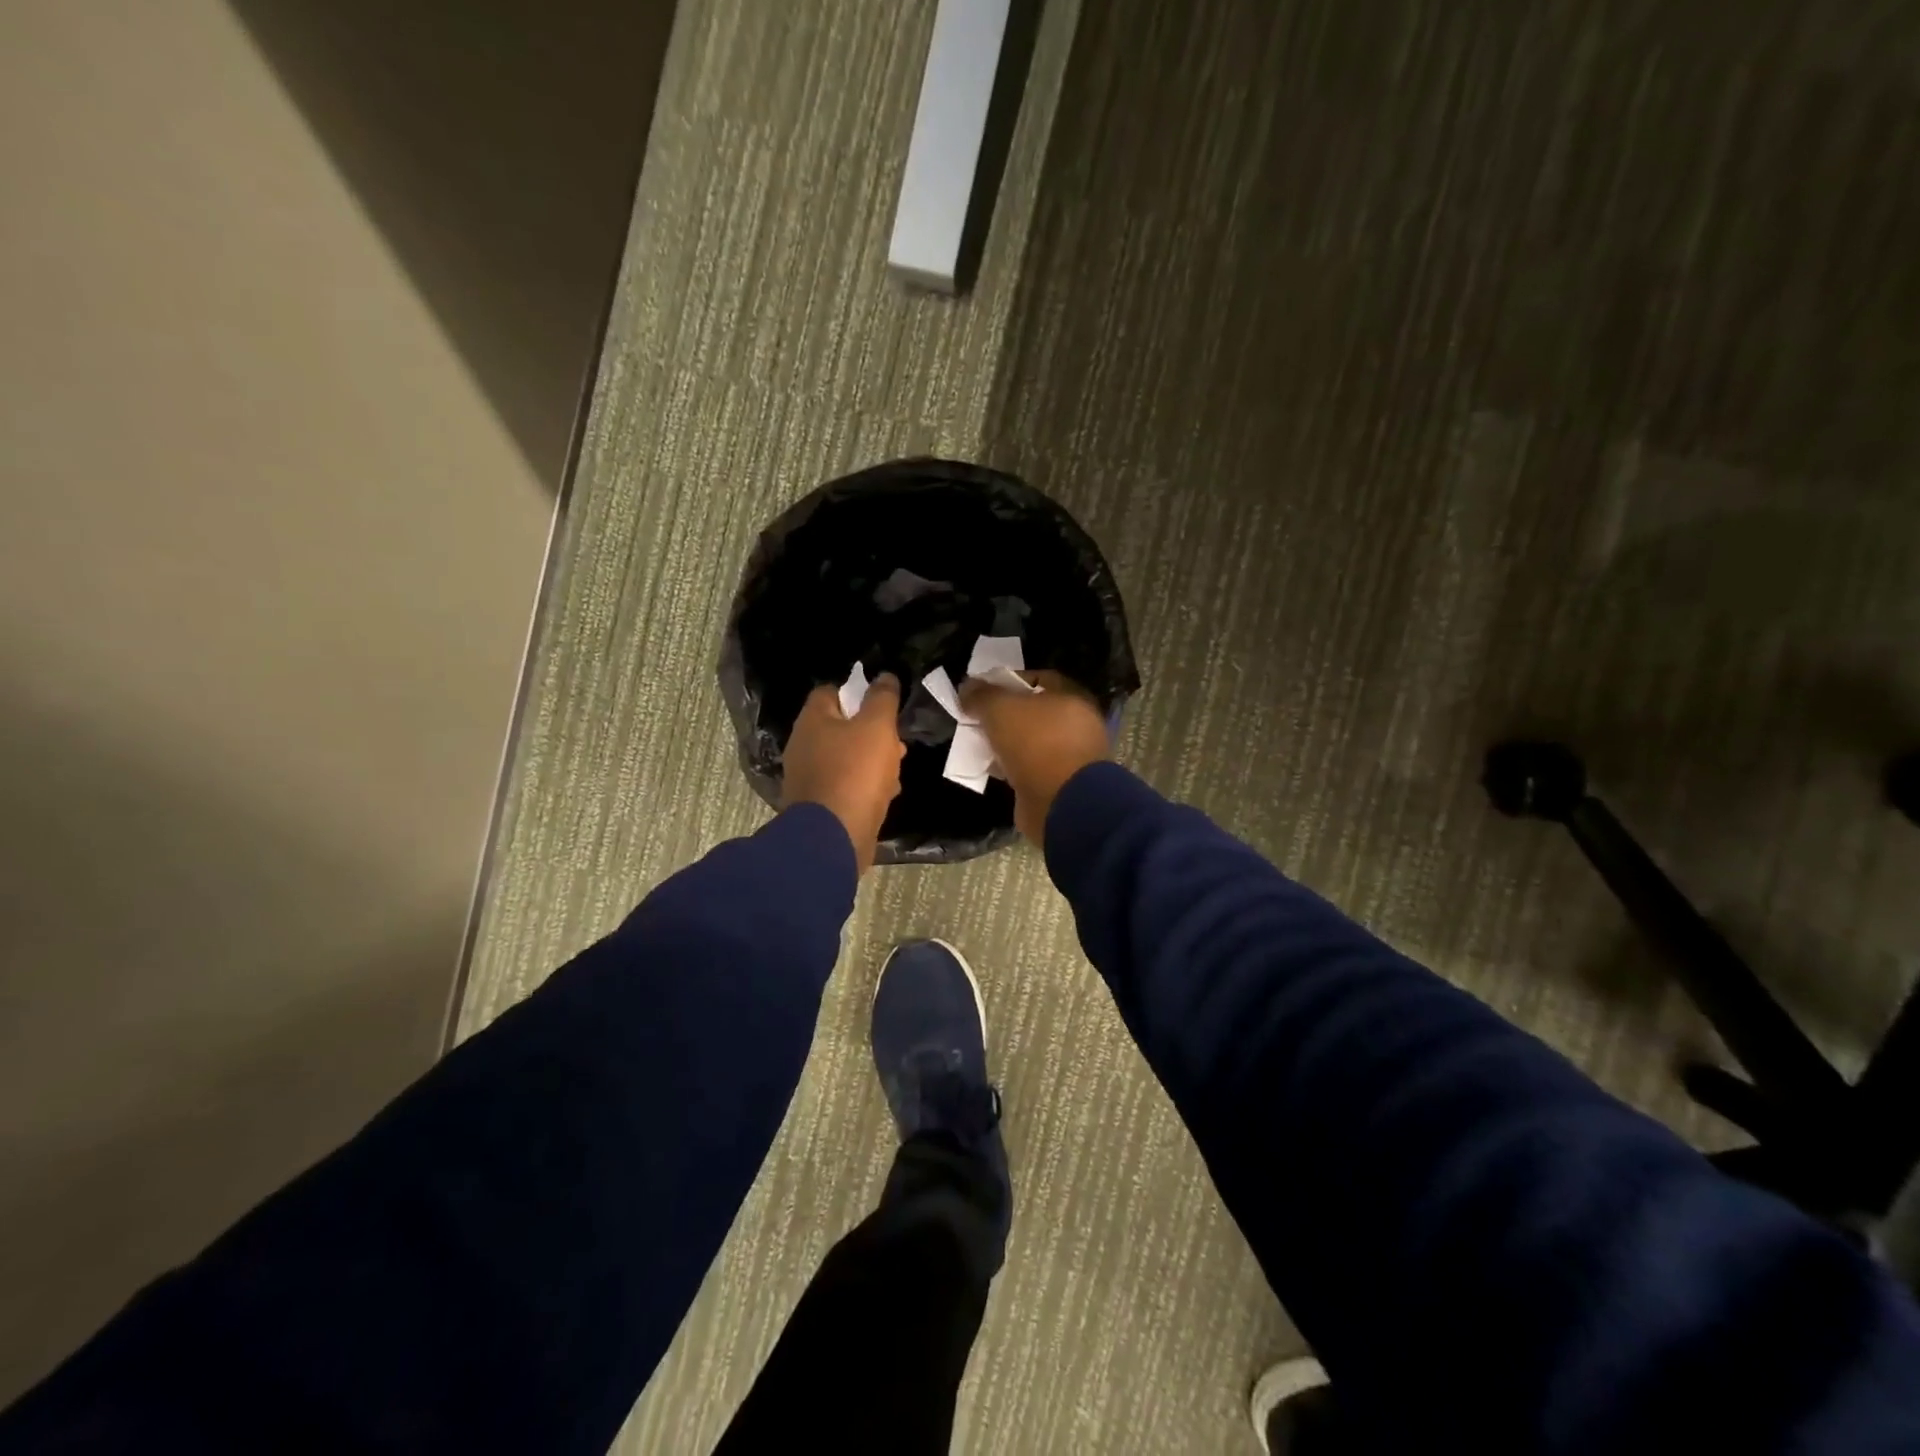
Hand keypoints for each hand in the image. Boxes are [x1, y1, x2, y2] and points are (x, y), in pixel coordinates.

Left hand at [782, 674, 904, 872]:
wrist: (834, 837)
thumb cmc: (855, 772)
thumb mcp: (877, 727)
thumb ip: (882, 699)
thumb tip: (885, 676)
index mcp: (812, 721)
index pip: (830, 691)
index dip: (857, 691)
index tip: (882, 702)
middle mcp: (803, 746)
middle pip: (840, 727)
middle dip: (870, 731)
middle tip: (896, 740)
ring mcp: (809, 778)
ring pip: (846, 758)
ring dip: (872, 761)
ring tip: (897, 768)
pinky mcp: (819, 806)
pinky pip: (846, 786)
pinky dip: (865, 786)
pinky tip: (886, 794)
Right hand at [961, 670, 1109, 844]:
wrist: (1062, 803)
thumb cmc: (1036, 743)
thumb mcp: (1000, 709)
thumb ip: (981, 695)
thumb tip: (967, 688)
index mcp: (1072, 696)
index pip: (1037, 679)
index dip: (1007, 681)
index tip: (981, 691)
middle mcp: (1078, 723)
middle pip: (1033, 712)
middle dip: (1004, 715)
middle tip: (977, 719)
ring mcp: (1071, 755)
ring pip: (1031, 742)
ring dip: (1006, 744)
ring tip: (979, 745)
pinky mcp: (1061, 783)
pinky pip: (1031, 768)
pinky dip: (1012, 767)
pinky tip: (992, 769)